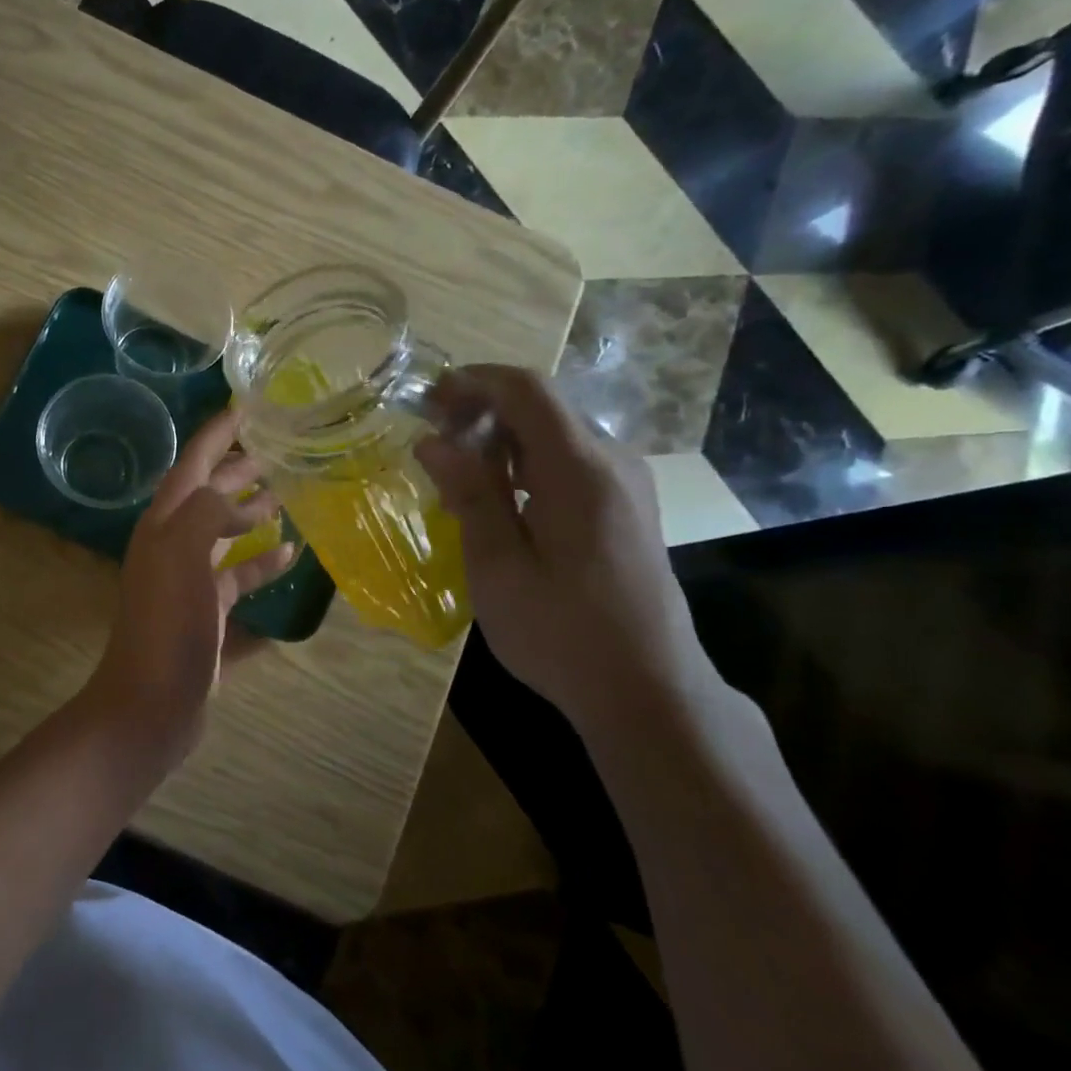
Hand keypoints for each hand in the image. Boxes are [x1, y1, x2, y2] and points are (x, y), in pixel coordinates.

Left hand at [83, 407, 296, 766]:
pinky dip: (261, 564)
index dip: (216, 434)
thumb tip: (238, 501)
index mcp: (163, 526)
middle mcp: (173, 547)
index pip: (191, 465)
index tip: (246, 406)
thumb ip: (207, 513)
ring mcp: (189, 583)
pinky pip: (238, 579)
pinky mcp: (207, 616)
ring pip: (224, 535)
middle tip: (278, 447)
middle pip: (208, 497)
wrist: (150, 705)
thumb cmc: (167, 626)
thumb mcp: (182, 556)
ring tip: (288, 494)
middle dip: (239, 469)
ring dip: (252, 513)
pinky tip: (289, 555)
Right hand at [414, 365, 718, 734]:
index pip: (526, 390)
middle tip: (430, 439)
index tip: (425, 399)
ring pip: (556, 434)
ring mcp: (624, 485)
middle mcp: (611, 462)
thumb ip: (470, 494)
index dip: (473, 381)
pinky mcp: (626, 508)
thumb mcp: (498, 565)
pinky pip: (569, 462)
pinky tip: (496, 497)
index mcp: (579, 469)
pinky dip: (525, 463)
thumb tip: (433, 440)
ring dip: (501, 438)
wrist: (645, 688)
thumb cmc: (560, 631)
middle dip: (481, 409)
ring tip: (454, 470)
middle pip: (542, 407)